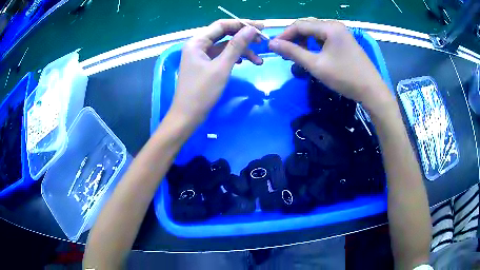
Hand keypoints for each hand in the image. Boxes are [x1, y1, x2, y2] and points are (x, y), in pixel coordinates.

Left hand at [170, 19, 262, 121]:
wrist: (187, 116)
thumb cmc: (202, 92)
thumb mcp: (221, 67)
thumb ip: (236, 46)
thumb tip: (251, 29)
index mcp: (197, 42)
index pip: (222, 25)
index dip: (242, 24)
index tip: (261, 27)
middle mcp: (198, 45)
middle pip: (224, 34)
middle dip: (244, 38)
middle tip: (262, 42)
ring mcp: (201, 56)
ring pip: (225, 47)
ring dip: (242, 51)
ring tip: (258, 61)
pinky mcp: (204, 66)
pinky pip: (221, 56)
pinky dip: (233, 58)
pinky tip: (245, 63)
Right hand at [269, 18, 390, 110]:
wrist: (371, 90)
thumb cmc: (344, 77)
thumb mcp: (316, 65)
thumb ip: (293, 52)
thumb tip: (271, 44)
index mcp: (329, 27)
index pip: (299, 25)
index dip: (284, 35)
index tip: (273, 48)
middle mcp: (334, 25)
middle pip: (307, 26)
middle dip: (294, 38)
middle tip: (284, 53)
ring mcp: (341, 32)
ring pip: (315, 32)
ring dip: (303, 41)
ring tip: (296, 55)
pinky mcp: (344, 41)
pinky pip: (324, 37)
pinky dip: (314, 44)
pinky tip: (311, 54)